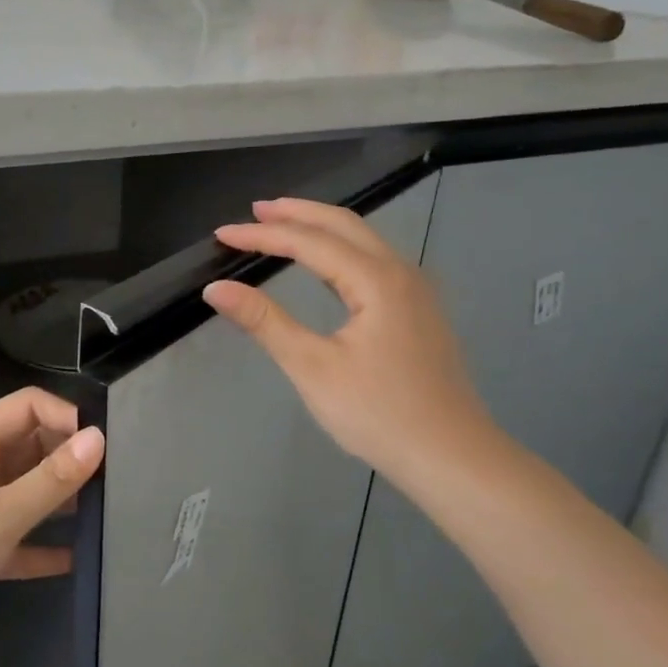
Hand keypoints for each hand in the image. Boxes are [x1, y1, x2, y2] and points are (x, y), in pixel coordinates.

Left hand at [0, 388, 104, 641]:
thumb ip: (51, 480)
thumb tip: (98, 438)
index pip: (28, 406)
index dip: (67, 417)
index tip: (105, 448)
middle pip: (29, 446)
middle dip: (69, 459)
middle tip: (115, 484)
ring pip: (25, 490)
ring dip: (59, 500)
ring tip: (105, 516)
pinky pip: (15, 533)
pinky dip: (40, 543)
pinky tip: (74, 560)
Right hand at [203, 197, 497, 495]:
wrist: (451, 456)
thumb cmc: (378, 414)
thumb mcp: (312, 368)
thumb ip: (265, 322)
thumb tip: (217, 289)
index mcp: (376, 280)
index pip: (309, 242)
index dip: (262, 234)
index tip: (222, 233)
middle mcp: (401, 272)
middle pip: (343, 225)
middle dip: (296, 213)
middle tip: (254, 210)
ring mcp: (416, 291)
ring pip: (363, 240)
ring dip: (320, 228)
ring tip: (282, 224)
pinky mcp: (419, 311)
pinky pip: (375, 262)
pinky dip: (341, 250)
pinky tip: (326, 264)